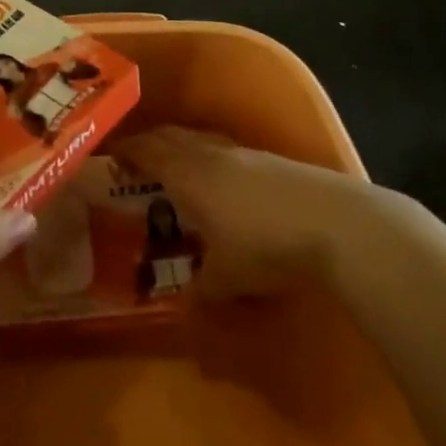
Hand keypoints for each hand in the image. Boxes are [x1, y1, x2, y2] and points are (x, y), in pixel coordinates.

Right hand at [116, 126, 350, 297]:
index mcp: (188, 174)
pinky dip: (209, 159)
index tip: (109, 155)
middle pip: (170, 137)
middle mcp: (210, 155)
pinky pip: (224, 150)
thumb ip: (200, 291)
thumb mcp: (227, 278)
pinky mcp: (270, 160)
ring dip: (181, 149)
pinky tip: (220, 182)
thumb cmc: (266, 245)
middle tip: (135, 161)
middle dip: (149, 144)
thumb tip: (184, 308)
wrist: (335, 222)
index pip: (147, 151)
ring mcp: (243, 153)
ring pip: (199, 141)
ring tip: (175, 170)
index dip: (126, 150)